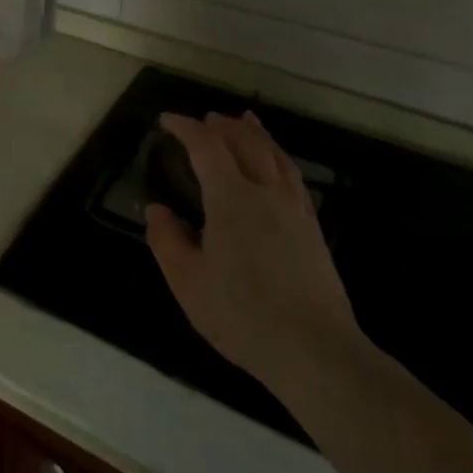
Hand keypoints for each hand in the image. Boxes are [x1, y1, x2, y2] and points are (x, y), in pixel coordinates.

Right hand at [145, 111, 360, 393]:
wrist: (316, 352)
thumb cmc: (242, 315)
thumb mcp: (187, 282)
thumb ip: (167, 240)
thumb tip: (157, 209)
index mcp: (232, 200)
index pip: (207, 147)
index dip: (185, 128)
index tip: (166, 121)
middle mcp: (266, 193)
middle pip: (246, 142)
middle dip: (222, 125)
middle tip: (203, 120)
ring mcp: (295, 209)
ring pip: (275, 155)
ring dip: (255, 133)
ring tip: (244, 120)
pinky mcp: (313, 229)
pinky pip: (292, 175)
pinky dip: (278, 155)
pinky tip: (275, 164)